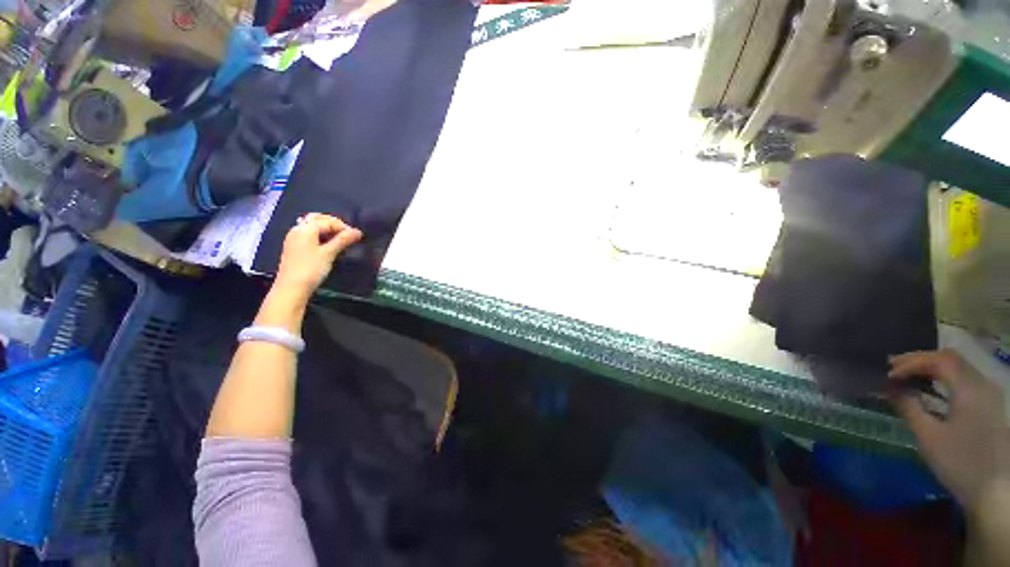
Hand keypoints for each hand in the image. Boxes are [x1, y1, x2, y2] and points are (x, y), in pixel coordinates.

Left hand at [274, 213, 362, 299]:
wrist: (291, 287)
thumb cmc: (311, 269)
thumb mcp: (329, 253)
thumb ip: (343, 240)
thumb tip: (357, 231)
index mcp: (305, 229)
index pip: (328, 221)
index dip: (343, 227)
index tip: (356, 237)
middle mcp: (297, 229)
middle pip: (317, 219)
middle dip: (334, 224)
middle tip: (348, 234)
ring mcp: (294, 238)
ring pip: (312, 226)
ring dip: (327, 229)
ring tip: (340, 239)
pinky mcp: (294, 247)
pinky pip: (308, 234)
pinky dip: (320, 235)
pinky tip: (328, 244)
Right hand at [889, 350, 1009, 511]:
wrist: (995, 491)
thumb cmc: (960, 464)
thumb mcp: (929, 438)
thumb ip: (909, 407)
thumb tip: (889, 387)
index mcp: (969, 389)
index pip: (938, 360)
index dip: (911, 362)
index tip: (888, 375)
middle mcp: (982, 384)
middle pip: (950, 358)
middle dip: (919, 361)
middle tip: (893, 370)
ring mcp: (988, 393)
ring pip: (957, 366)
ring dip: (930, 368)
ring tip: (907, 377)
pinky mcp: (988, 403)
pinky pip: (963, 378)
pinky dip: (942, 377)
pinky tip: (929, 390)